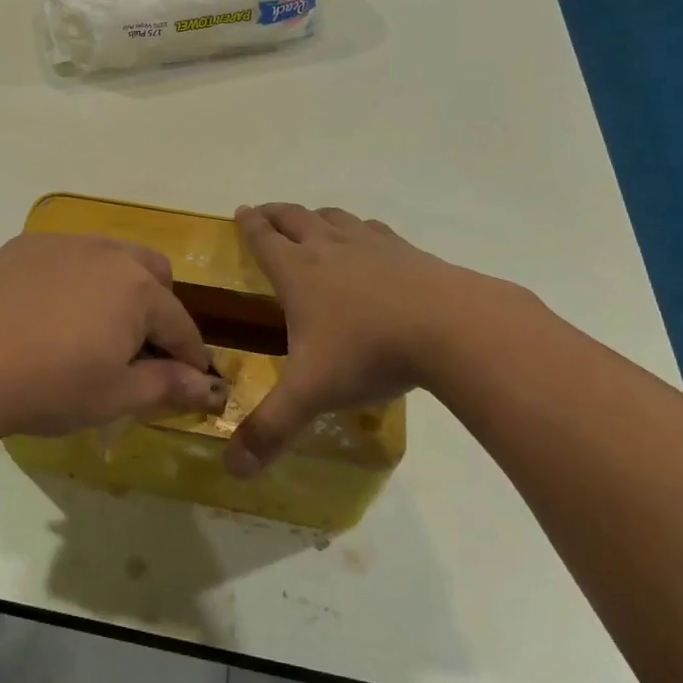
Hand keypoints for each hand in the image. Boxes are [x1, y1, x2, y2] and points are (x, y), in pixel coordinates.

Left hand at [0, 234, 227, 438]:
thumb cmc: (50, 386)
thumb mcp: (115, 396)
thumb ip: (167, 385)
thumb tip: (208, 387)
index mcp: (138, 289)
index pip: (180, 323)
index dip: (190, 355)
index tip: (193, 378)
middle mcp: (108, 253)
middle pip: (153, 272)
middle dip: (158, 306)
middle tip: (138, 345)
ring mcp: (64, 243)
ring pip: (111, 255)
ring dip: (118, 285)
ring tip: (95, 322)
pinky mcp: (26, 244)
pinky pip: (68, 254)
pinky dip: (75, 276)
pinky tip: (50, 308)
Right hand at [225, 203, 538, 477]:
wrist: (452, 328)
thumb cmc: (369, 352)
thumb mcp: (311, 394)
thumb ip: (270, 429)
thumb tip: (231, 470)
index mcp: (298, 272)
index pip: (264, 239)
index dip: (249, 225)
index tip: (240, 211)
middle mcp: (329, 248)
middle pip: (295, 217)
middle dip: (275, 214)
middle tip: (265, 214)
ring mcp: (371, 245)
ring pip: (335, 218)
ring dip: (316, 217)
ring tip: (312, 223)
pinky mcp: (408, 251)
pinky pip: (374, 230)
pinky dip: (361, 230)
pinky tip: (370, 243)